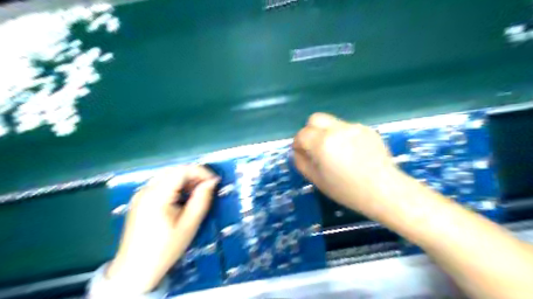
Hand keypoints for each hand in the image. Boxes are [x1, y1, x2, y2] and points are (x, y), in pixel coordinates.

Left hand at [106, 164, 218, 292]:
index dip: (201, 172)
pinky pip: (161, 184)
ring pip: (168, 176)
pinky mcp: (140, 200)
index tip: (215, 182)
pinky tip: (182, 198)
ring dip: (185, 180)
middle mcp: (145, 190)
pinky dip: (175, 186)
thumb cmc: (165, 249)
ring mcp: (140, 194)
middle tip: (208, 188)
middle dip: (194, 175)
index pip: (182, 171)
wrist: (135, 270)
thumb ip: (202, 199)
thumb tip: (212, 181)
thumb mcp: (189, 225)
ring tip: (197, 193)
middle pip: (174, 171)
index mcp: (156, 196)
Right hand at [293, 114, 401, 218]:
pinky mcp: (367, 129)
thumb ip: (301, 162)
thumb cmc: (347, 191)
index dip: (298, 143)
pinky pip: (348, 128)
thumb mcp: (317, 180)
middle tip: (315, 147)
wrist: (384, 190)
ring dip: (327, 134)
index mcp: (322, 143)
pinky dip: (344, 137)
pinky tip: (353, 152)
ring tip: (338, 152)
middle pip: (315, 119)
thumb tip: (298, 151)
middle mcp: (337, 130)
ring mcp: (354, 127)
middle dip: (310, 131)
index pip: (301, 134)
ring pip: (332, 123)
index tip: (302, 153)